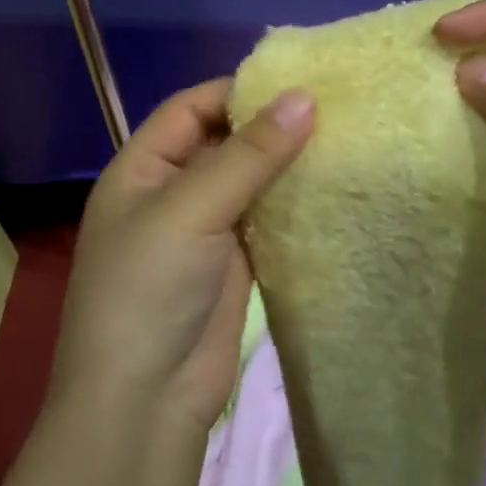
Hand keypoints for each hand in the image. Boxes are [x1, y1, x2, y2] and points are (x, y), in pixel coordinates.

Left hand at [50, 79, 314, 433]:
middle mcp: (171, 190)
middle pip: (223, 140)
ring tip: (343, 138)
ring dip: (286, 163)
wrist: (144, 403)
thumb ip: (249, 154)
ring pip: (249, 179)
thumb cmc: (149, 289)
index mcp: (142, 167)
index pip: (191, 107)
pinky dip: (293, 202)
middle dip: (269, 124)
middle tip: (334, 106)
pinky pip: (265, 218)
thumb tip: (305, 97)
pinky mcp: (233, 263)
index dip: (238, 90)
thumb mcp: (192, 209)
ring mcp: (204, 228)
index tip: (297, 82)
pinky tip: (331, 188)